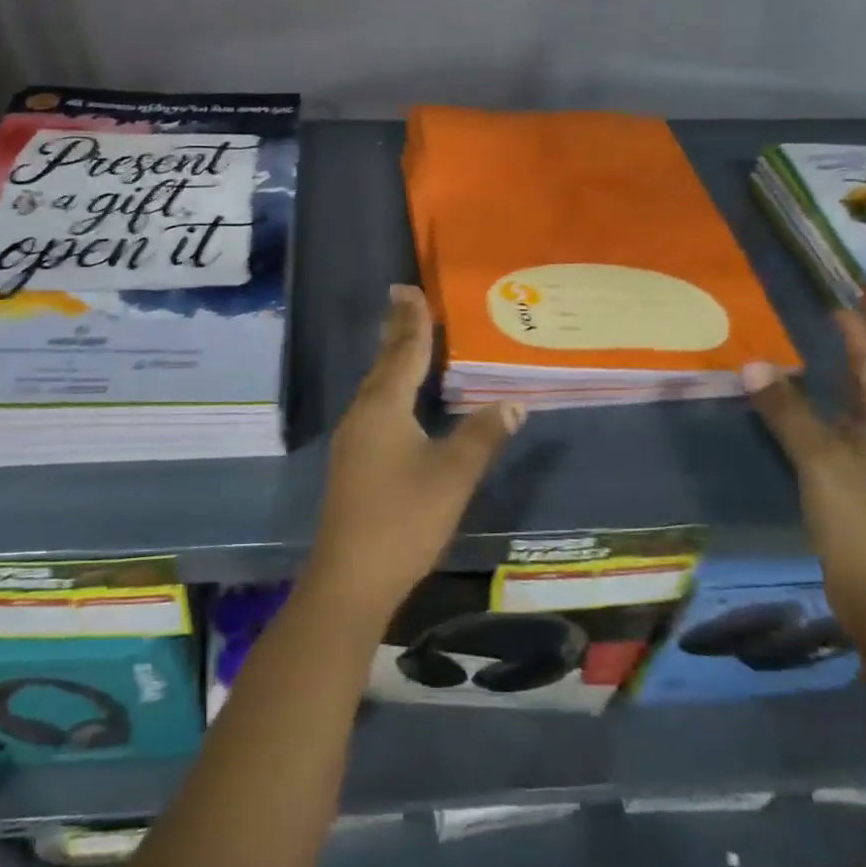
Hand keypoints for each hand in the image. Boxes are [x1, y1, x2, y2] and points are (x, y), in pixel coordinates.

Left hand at [305, 285, 523, 623]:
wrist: (351, 577)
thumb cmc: (404, 519)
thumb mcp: (453, 476)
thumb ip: (483, 436)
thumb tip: (514, 403)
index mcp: (384, 407)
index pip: (405, 352)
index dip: (413, 321)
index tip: (410, 288)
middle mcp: (363, 413)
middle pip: (384, 363)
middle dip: (397, 331)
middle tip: (402, 298)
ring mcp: (352, 438)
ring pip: (376, 386)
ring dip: (391, 359)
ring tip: (404, 338)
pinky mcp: (352, 461)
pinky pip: (373, 407)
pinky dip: (389, 388)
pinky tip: (397, 399)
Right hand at [743, 311, 865, 642]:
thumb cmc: (859, 518)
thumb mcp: (817, 459)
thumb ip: (786, 410)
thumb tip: (754, 364)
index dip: (855, 333)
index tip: (831, 307)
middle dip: (854, 353)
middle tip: (817, 330)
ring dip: (844, 383)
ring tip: (809, 363)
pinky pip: (857, 431)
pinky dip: (835, 412)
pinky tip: (812, 416)